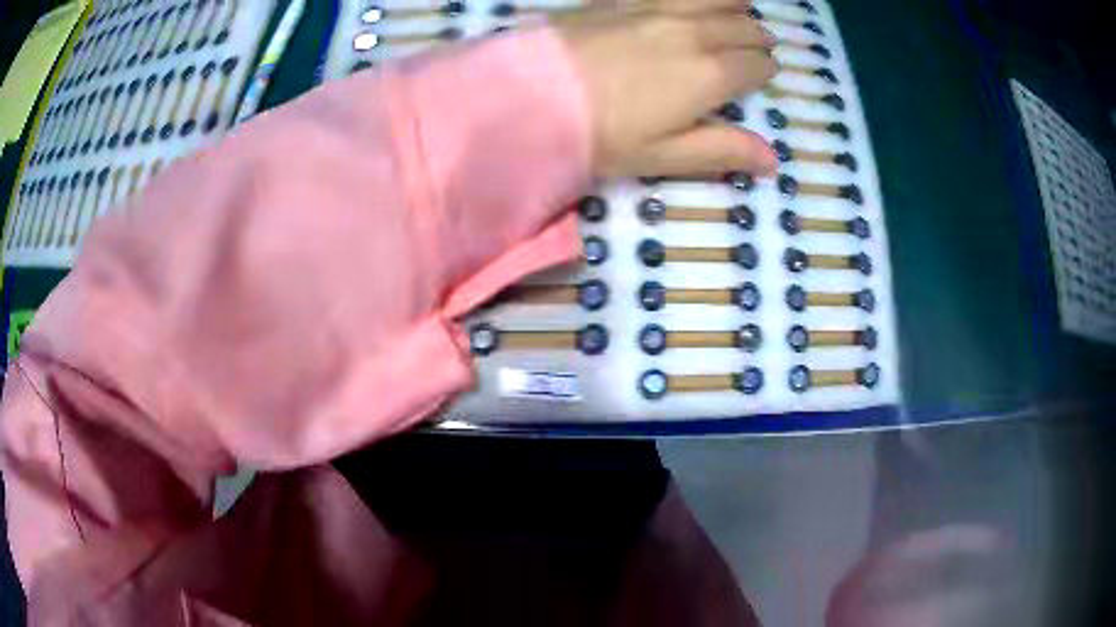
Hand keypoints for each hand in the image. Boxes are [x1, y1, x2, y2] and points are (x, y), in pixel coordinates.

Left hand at [553, 0, 778, 177]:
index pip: (756, 65)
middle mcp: (692, 32)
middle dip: (755, 37)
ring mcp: (656, 8)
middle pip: (741, 26)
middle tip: (756, 44)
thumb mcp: (665, 155)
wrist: (528, 95)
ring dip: (734, 4)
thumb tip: (774, 161)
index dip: (764, 70)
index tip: (763, 73)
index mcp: (710, 74)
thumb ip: (723, 151)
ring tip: (740, 8)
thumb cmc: (601, 134)